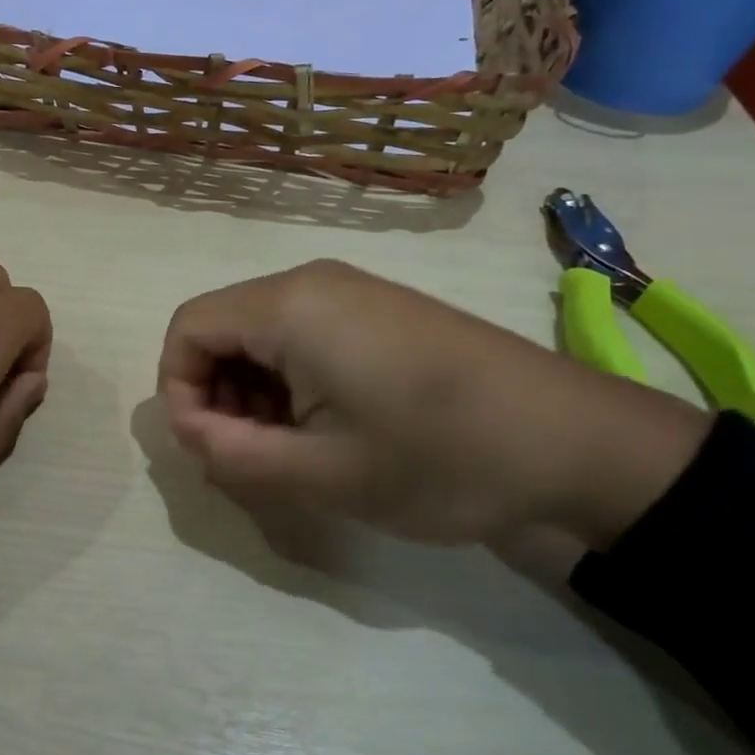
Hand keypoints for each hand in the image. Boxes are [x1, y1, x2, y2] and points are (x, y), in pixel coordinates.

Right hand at [157, 259, 711, 547]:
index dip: (179, 391)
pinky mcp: (377, 309)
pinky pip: (301, 334)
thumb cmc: (440, 457)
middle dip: (216, 395)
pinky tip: (329, 426)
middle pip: (221, 329)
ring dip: (253, 392)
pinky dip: (289, 381)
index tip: (212, 449)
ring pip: (259, 334)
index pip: (187, 329)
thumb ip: (232, 455)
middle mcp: (311, 281)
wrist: (575, 441)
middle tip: (253, 457)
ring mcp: (349, 290)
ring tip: (292, 450)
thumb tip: (188, 431)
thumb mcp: (322, 474)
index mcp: (290, 306)